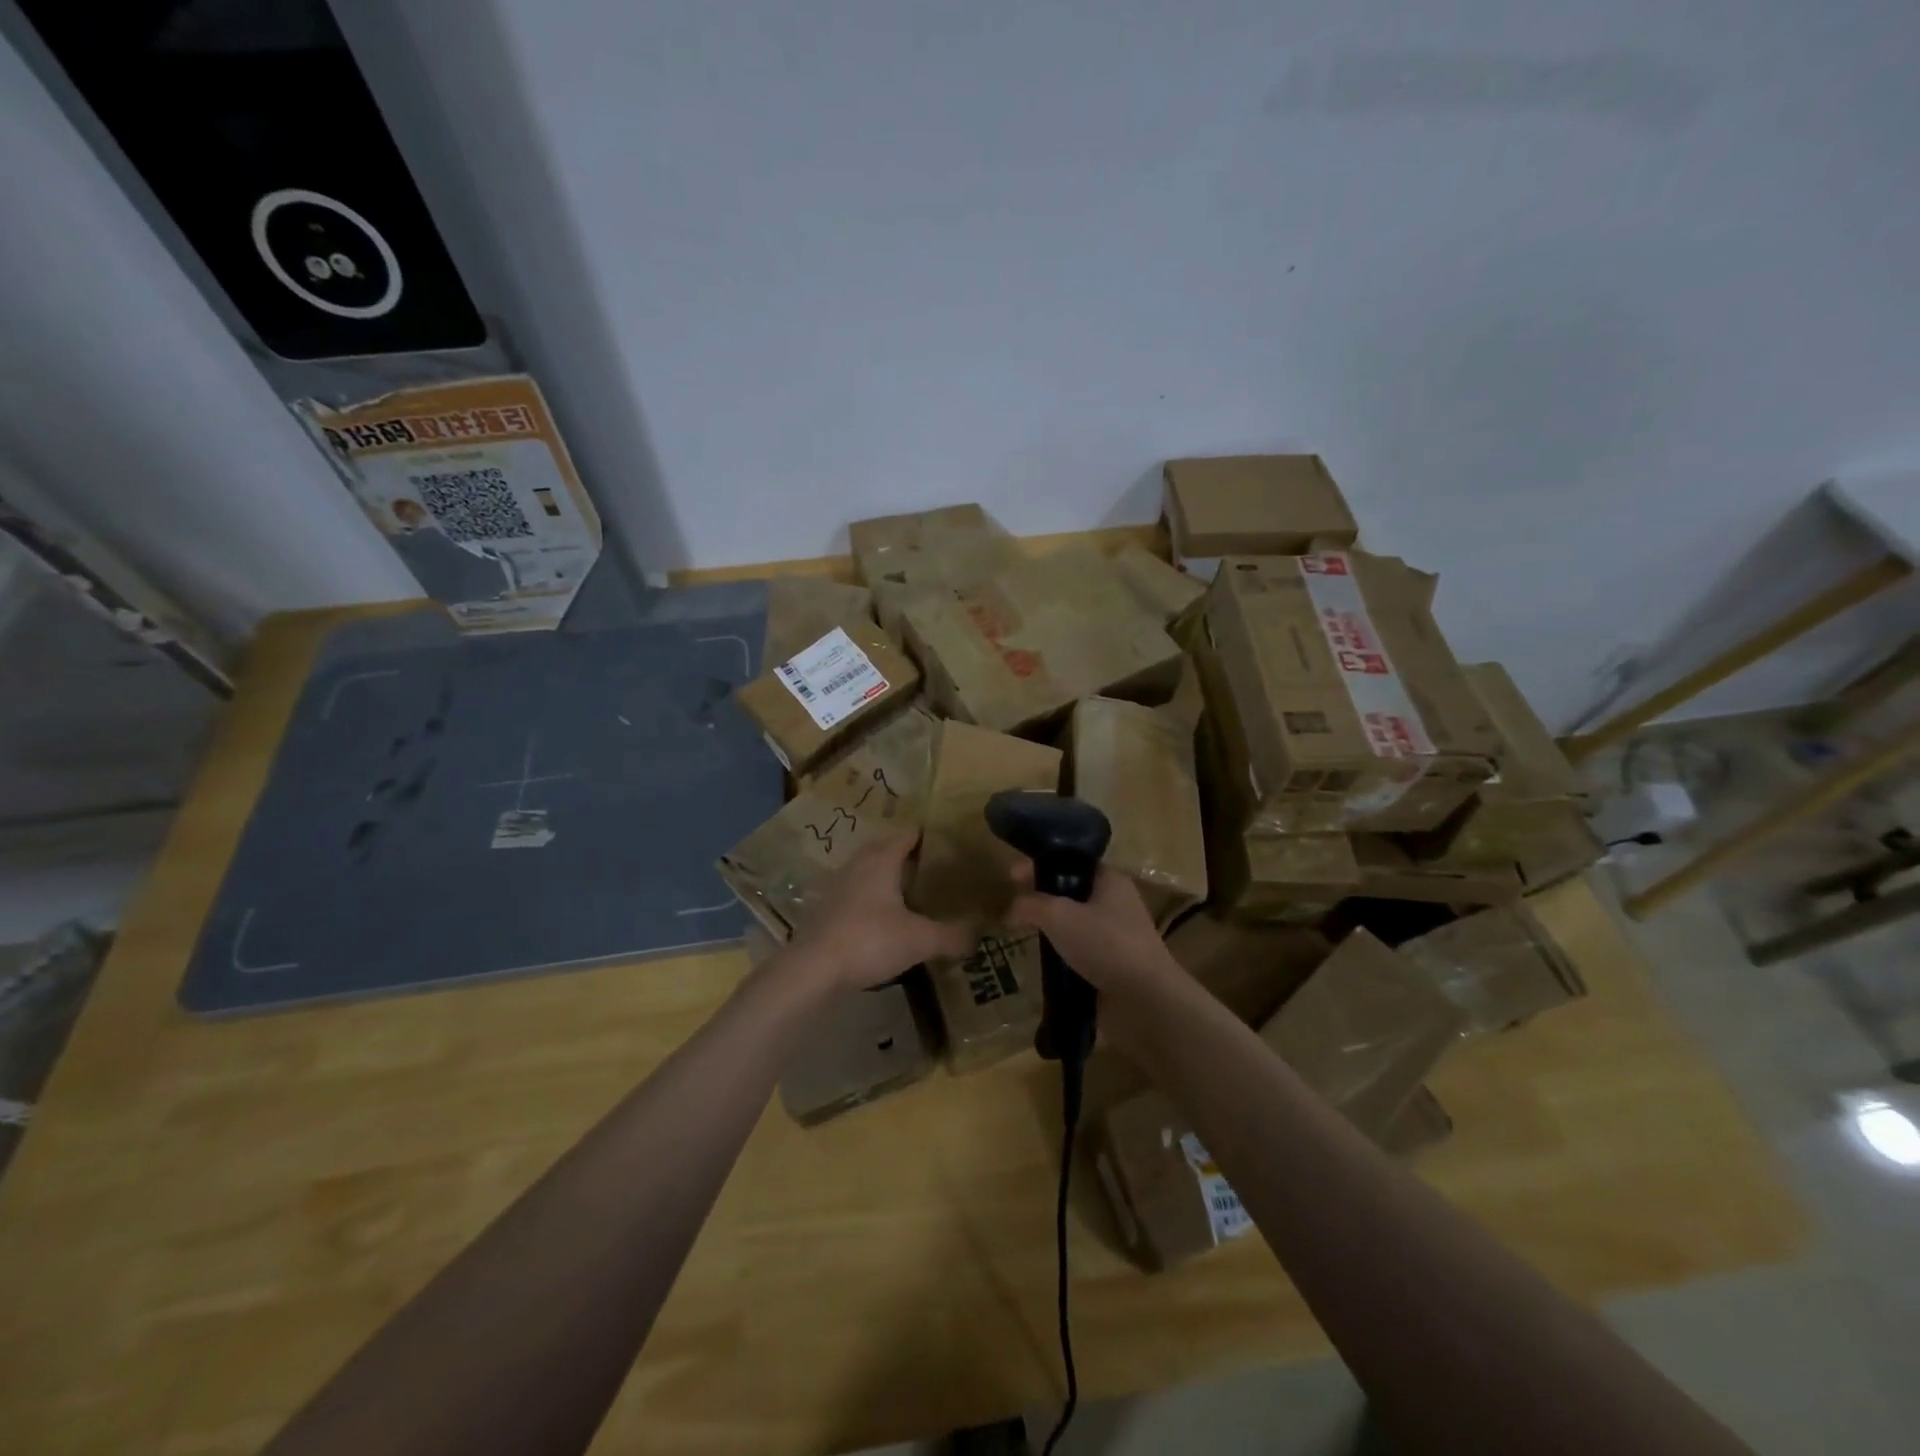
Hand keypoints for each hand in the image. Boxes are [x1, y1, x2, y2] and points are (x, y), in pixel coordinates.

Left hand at [783, 832, 974, 992]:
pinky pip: (855, 893)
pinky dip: (871, 899)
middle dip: (908, 856)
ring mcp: (836, 886)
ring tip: (912, 894)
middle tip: (934, 870)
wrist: (812, 969)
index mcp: (881, 860)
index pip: (907, 834)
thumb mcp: (920, 940)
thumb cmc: (870, 941)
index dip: (927, 836)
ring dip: (887, 878)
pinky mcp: (825, 909)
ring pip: (867, 871)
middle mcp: (857, 865)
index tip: (948, 844)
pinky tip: (883, 919)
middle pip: (885, 849)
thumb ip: (952, 935)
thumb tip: (978, 936)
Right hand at [1008, 863, 1183, 998]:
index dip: (1039, 864)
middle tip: (1014, 904)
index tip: (1011, 875)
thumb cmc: (1104, 944)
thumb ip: (1031, 904)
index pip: (1070, 861)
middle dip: (1042, 895)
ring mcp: (1116, 934)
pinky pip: (1080, 948)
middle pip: (1071, 890)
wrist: (1144, 999)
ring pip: (1075, 921)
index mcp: (1110, 879)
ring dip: (1051, 926)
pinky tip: (1042, 958)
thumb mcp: (1059, 915)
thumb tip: (1011, 909)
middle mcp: (1116, 902)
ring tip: (1022, 931)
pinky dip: (1061, 951)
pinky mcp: (1112, 963)